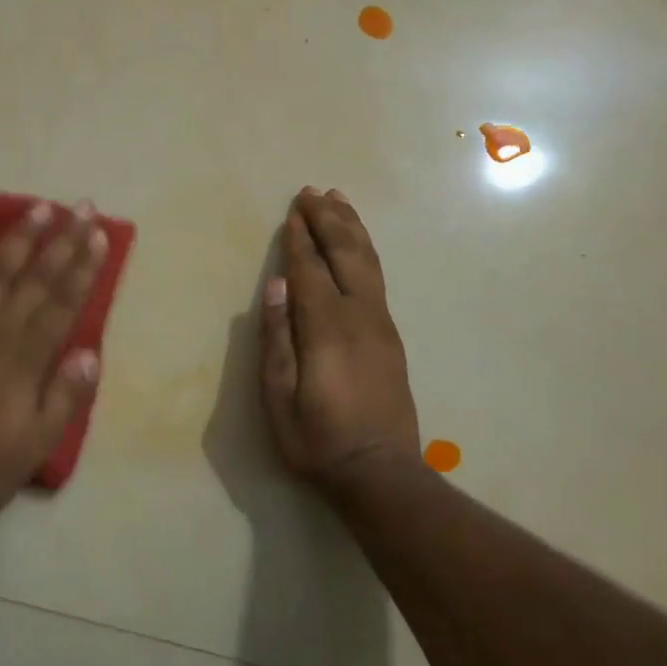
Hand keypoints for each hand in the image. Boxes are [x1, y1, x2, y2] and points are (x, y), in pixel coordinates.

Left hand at [0, 200, 108, 524]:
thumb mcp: (32, 448)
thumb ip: (63, 399)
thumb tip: (91, 354)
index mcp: (25, 362)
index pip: (62, 304)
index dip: (83, 268)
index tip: (99, 236)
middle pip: (35, 278)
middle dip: (62, 240)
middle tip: (82, 206)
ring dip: (20, 238)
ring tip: (40, 208)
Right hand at [259, 188, 420, 492]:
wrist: (380, 474)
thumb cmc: (317, 440)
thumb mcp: (279, 398)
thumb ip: (276, 338)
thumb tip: (276, 286)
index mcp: (328, 329)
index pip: (310, 270)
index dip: (298, 239)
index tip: (290, 211)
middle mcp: (360, 316)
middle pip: (345, 254)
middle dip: (327, 220)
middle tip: (311, 191)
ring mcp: (381, 324)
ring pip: (367, 262)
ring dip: (351, 228)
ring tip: (338, 199)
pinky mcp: (390, 335)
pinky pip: (376, 278)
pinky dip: (364, 250)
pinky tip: (357, 244)